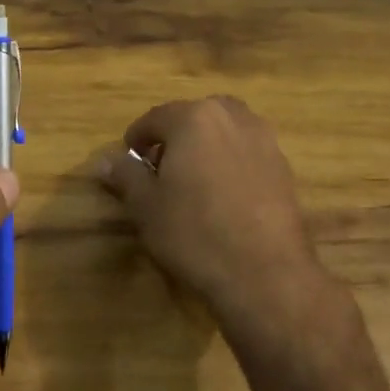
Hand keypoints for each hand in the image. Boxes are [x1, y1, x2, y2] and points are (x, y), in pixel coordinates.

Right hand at [99, 95, 355, 378]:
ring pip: (224, 132)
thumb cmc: (194, 233)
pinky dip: (230, 164)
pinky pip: (246, 153)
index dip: (136, 139)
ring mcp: (264, 141)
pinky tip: (222, 198)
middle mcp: (232, 117)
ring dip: (205, 147)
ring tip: (193, 182)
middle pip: (194, 117)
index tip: (128, 162)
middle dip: (175, 137)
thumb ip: (125, 175)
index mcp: (194, 118)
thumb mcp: (145, 206)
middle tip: (160, 170)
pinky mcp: (284, 168)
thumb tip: (105, 161)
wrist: (264, 273)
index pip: (155, 118)